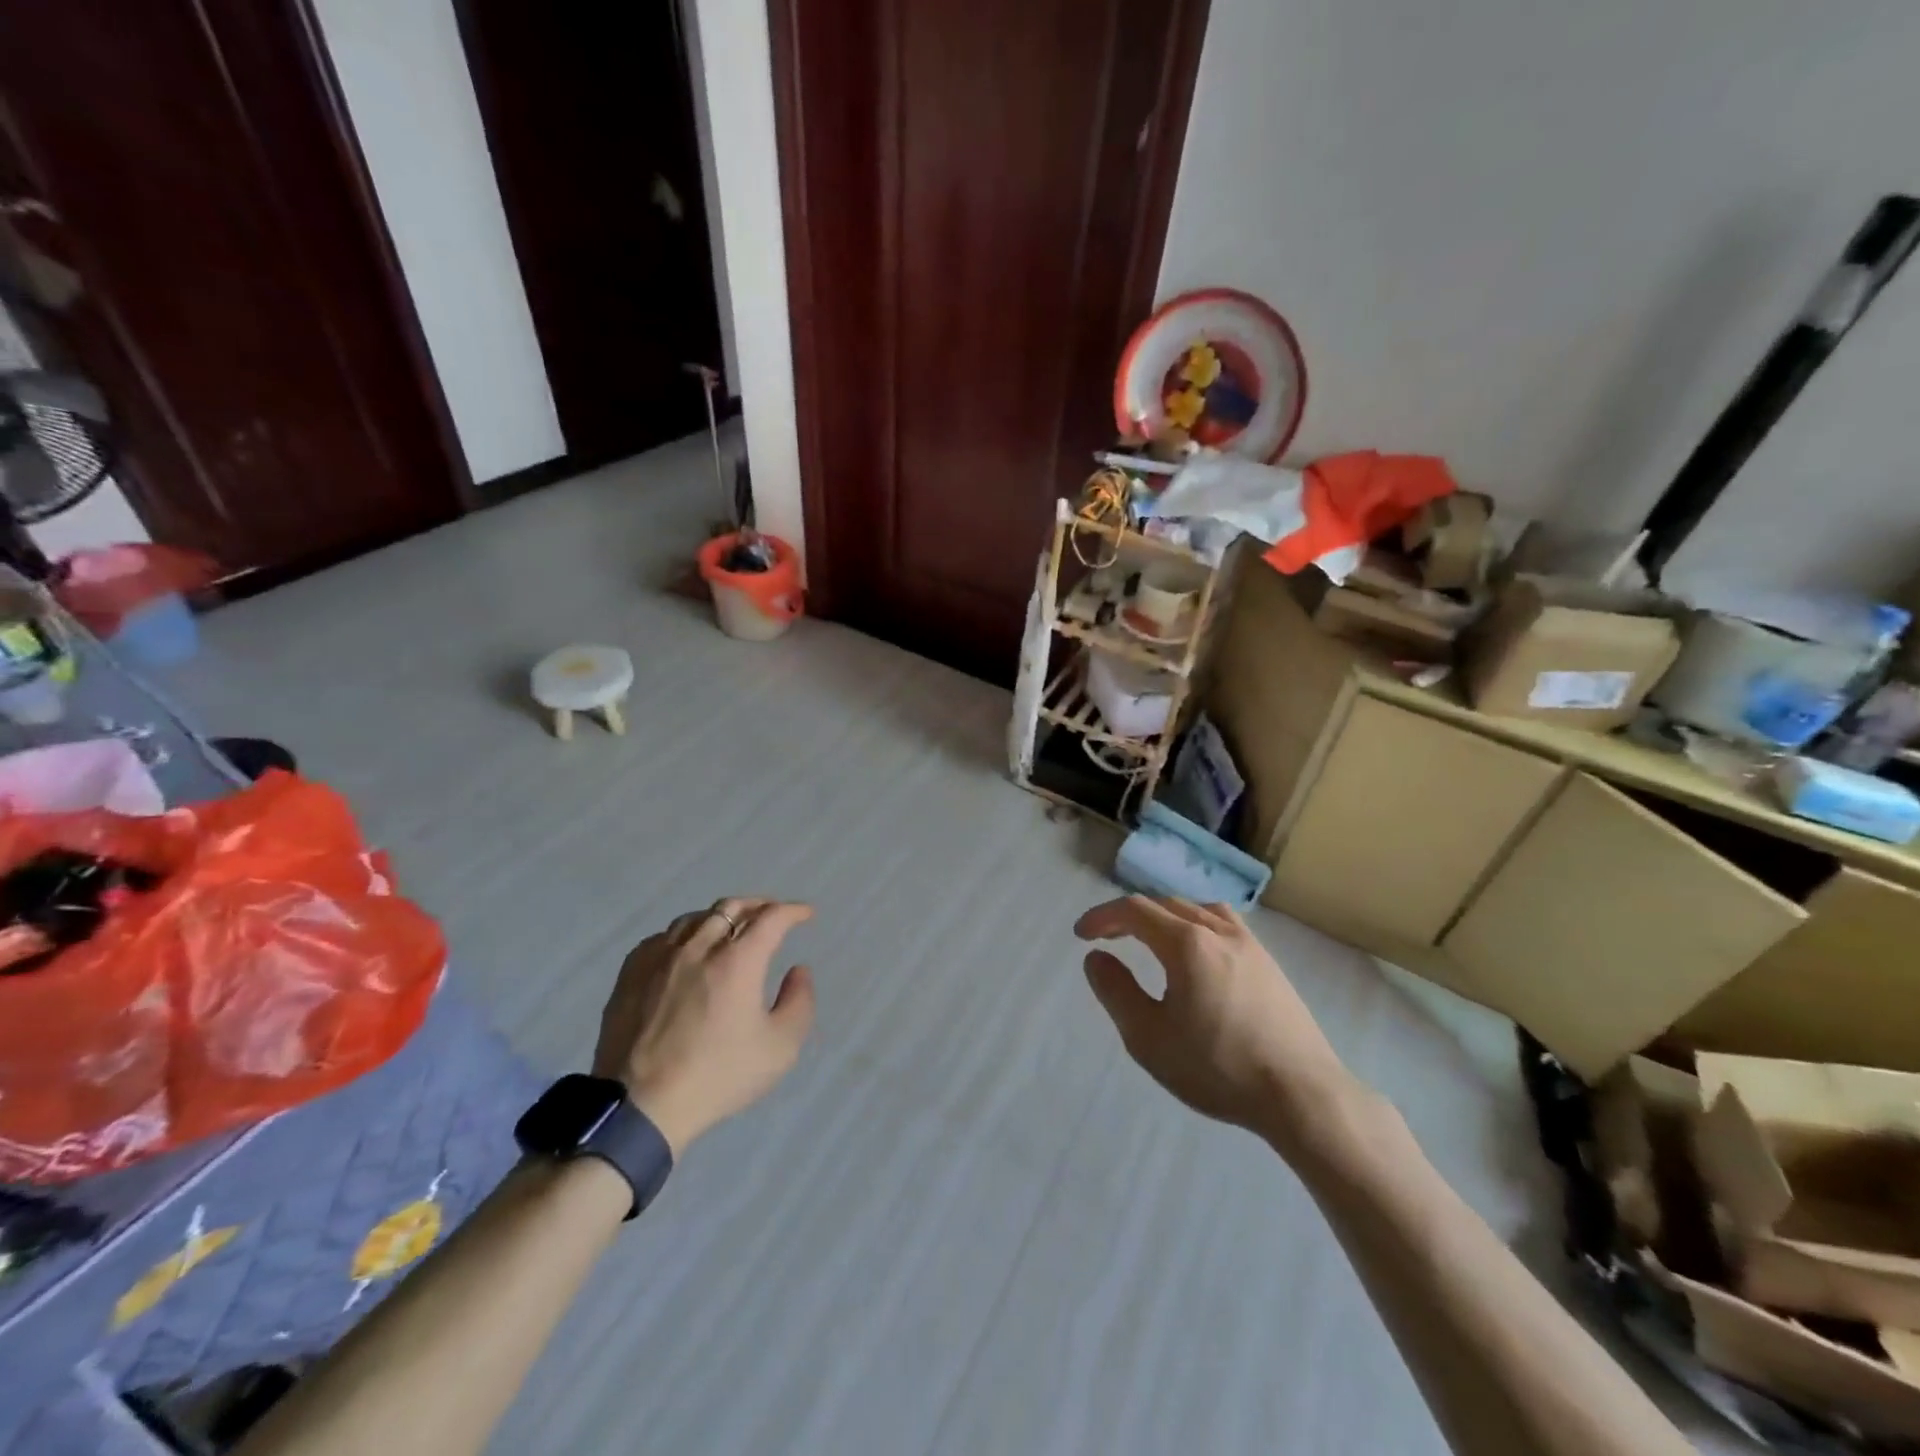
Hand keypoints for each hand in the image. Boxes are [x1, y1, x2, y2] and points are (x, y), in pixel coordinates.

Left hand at [593, 898, 816, 1155]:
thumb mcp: (780, 1048)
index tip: (805, 915)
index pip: (771, 917)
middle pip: (731, 907)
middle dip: (758, 905)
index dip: (793, 911)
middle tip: (772, 915)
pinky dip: (685, 934)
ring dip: (721, 917)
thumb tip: (798, 971)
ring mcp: (661, 957)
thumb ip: (799, 1002)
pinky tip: (687, 950)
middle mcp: (699, 947)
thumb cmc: (718, 1076)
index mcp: (738, 960)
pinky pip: (663, 937)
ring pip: (695, 918)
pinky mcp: (631, 973)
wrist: (641, 1106)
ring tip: (731, 929)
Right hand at [1076, 896, 1358, 1151]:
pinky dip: (1196, 925)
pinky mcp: (1269, 963)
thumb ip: (1116, 991)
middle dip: (1130, 915)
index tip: (1081, 935)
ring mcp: (1250, 944)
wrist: (1301, 1094)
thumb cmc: (1218, 1067)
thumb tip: (1095, 958)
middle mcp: (1218, 931)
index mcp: (1186, 943)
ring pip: (1197, 910)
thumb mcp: (1149, 1037)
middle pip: (1165, 904)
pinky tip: (1198, 954)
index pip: (1134, 910)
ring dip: (1165, 916)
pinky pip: (1224, 924)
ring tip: (1151, 938)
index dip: (1102, 917)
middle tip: (1108, 938)